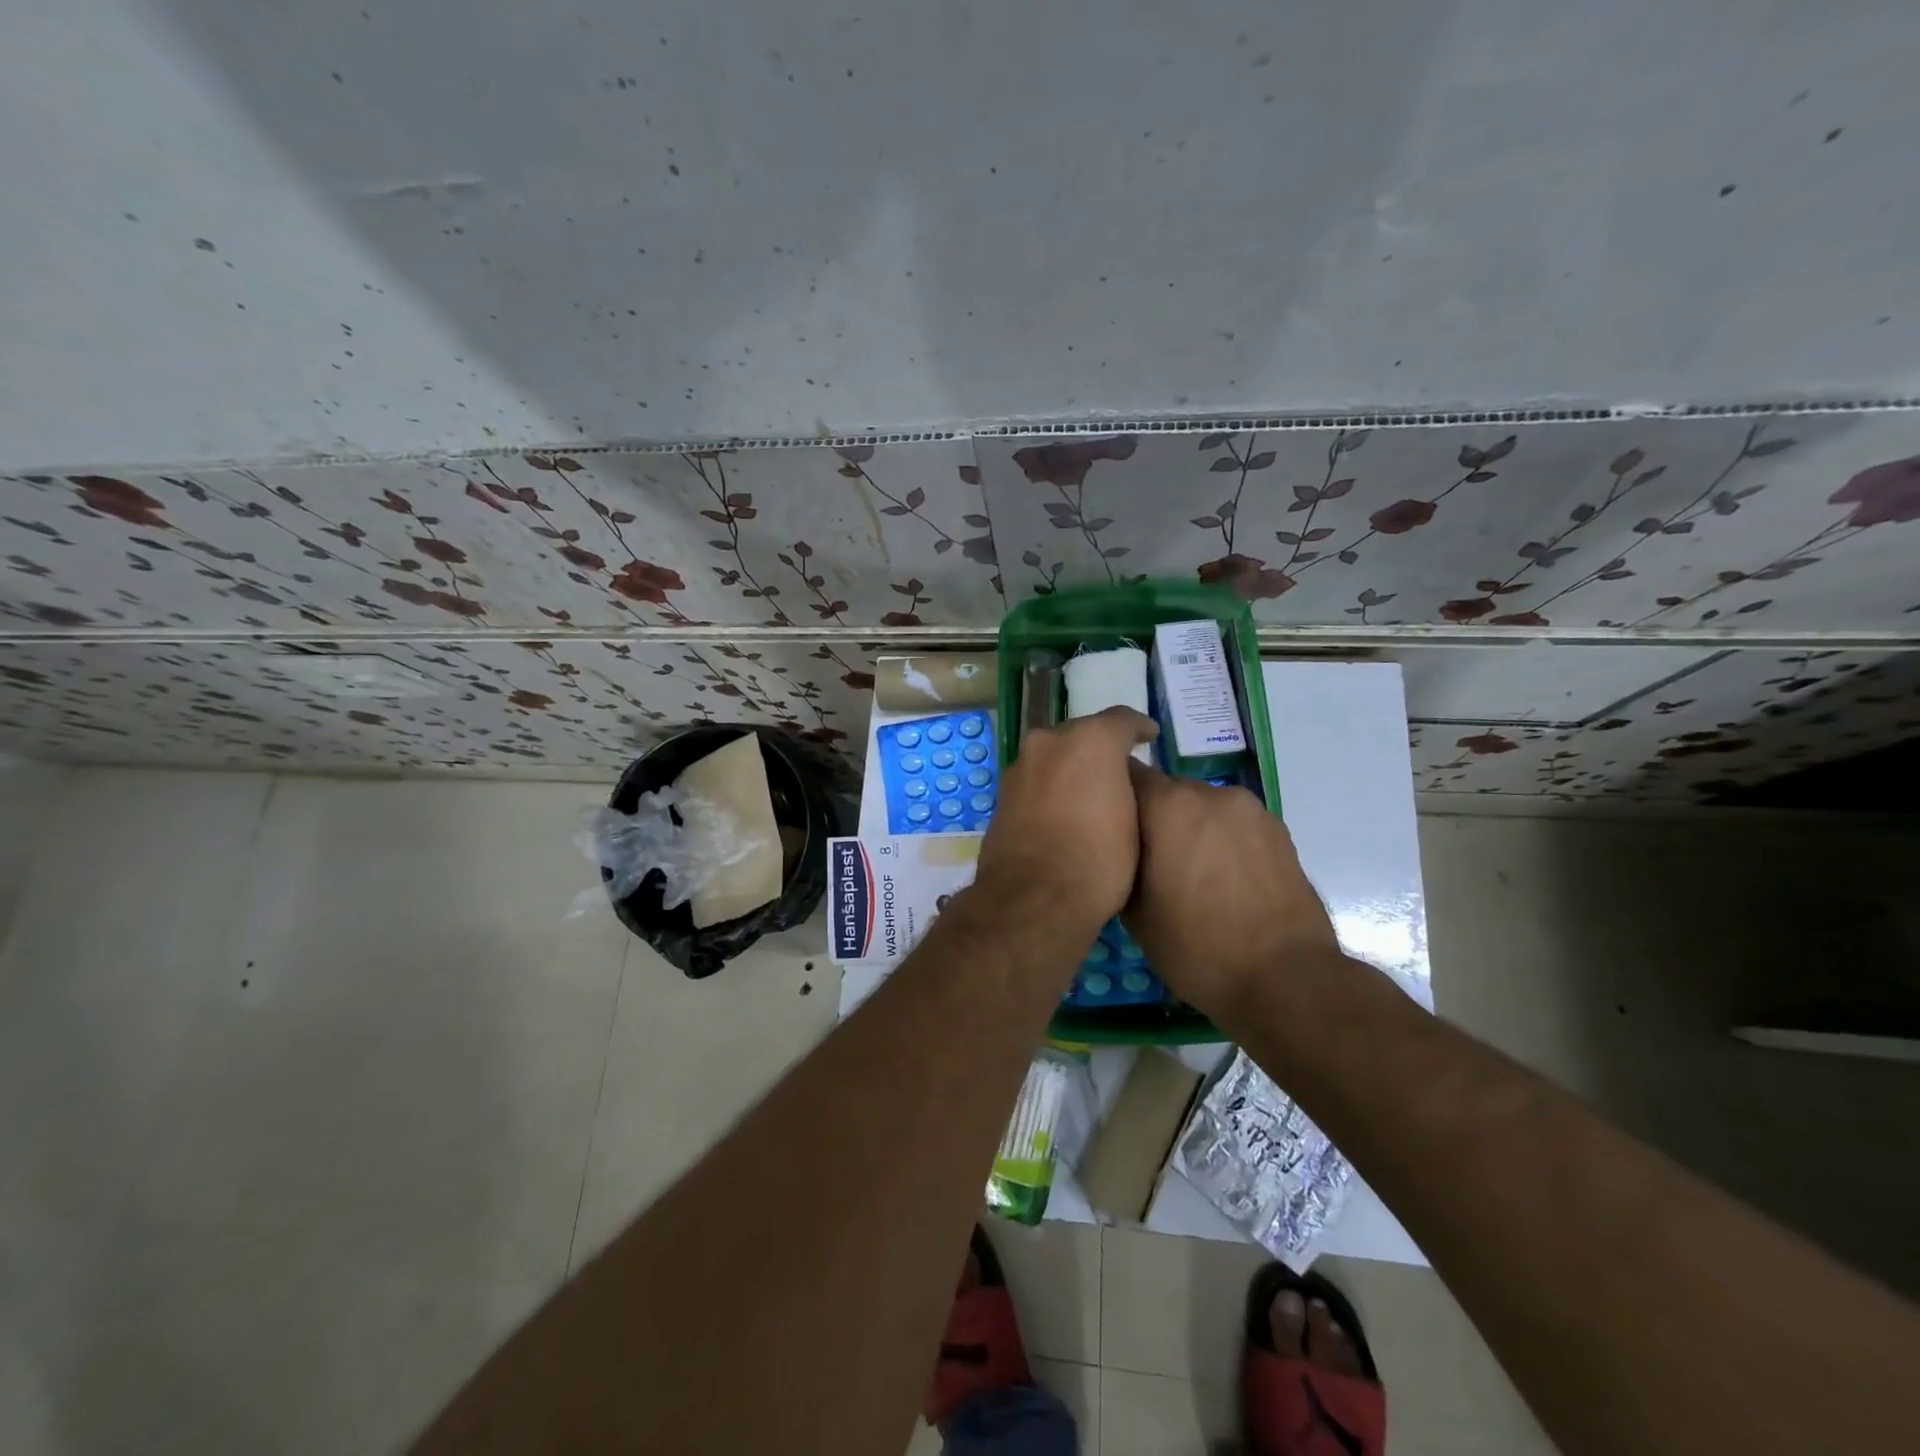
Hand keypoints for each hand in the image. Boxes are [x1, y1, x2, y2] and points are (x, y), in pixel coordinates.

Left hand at [974, 707, 1156, 934]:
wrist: (1033, 897)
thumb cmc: (1099, 859)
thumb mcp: (1135, 821)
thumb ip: (1128, 787)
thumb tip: (1118, 783)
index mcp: (1089, 741)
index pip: (1121, 720)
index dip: (1139, 728)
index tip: (1149, 736)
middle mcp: (1049, 742)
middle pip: (1081, 735)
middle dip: (1099, 748)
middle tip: (1118, 770)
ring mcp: (1020, 767)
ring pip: (1053, 756)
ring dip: (1070, 767)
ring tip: (1089, 792)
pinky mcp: (1002, 794)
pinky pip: (1036, 780)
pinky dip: (1050, 787)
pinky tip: (1062, 810)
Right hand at [1123, 764, 1342, 1021]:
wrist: (1287, 979)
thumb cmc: (1197, 948)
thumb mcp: (1134, 913)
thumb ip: (1119, 863)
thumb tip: (1116, 849)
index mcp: (1168, 806)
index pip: (1125, 774)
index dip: (1111, 796)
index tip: (1104, 824)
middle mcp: (1209, 793)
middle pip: (1167, 789)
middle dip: (1153, 816)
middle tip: (1145, 858)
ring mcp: (1250, 809)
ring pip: (1203, 806)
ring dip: (1189, 828)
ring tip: (1188, 873)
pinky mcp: (1279, 830)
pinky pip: (1234, 824)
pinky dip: (1221, 840)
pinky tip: (1222, 880)